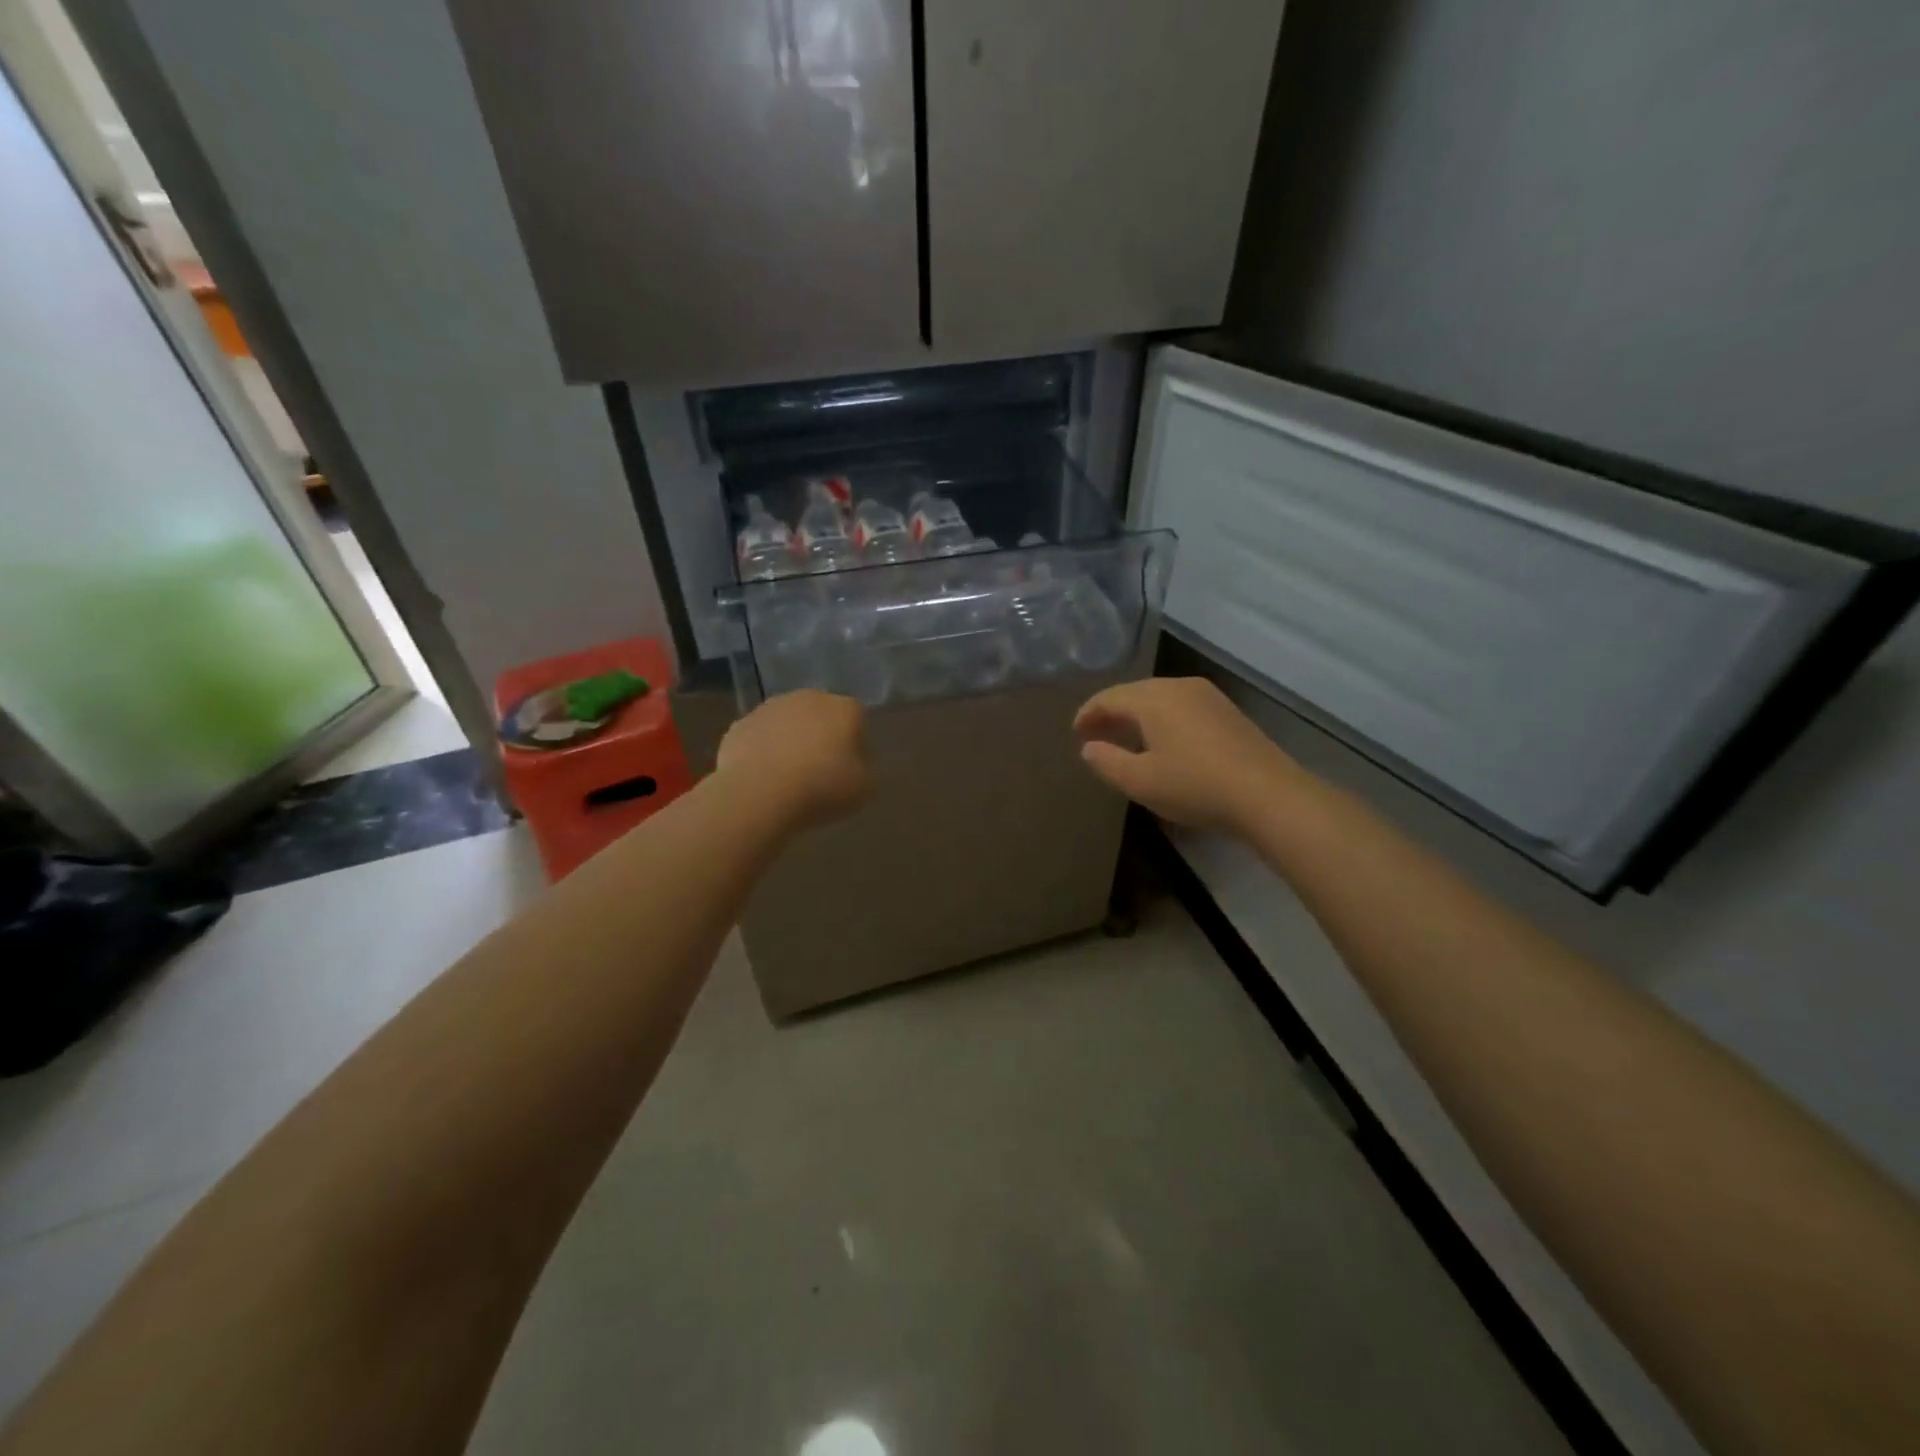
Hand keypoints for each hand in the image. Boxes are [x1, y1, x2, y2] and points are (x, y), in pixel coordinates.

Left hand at [717, 691, 870, 830]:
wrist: (758, 794)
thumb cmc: (821, 788)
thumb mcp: (863, 789)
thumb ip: (864, 770)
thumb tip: (854, 765)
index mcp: (844, 708)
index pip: (857, 720)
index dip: (856, 745)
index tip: (850, 770)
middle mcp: (808, 698)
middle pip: (820, 715)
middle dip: (821, 737)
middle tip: (820, 772)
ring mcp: (770, 708)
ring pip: (787, 723)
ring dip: (790, 742)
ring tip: (788, 777)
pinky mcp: (740, 724)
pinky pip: (760, 738)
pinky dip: (763, 752)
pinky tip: (763, 778)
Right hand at [1074, 677, 1303, 834]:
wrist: (1268, 795)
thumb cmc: (1195, 786)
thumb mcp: (1140, 781)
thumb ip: (1107, 762)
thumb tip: (1089, 747)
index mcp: (1153, 698)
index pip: (1109, 697)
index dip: (1088, 713)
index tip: (1075, 732)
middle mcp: (1179, 686)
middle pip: (1135, 692)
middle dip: (1111, 711)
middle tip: (1095, 734)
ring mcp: (1208, 696)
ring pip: (1160, 697)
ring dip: (1137, 714)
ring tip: (1124, 737)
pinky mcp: (1227, 711)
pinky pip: (1181, 706)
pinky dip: (1162, 718)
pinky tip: (1162, 740)